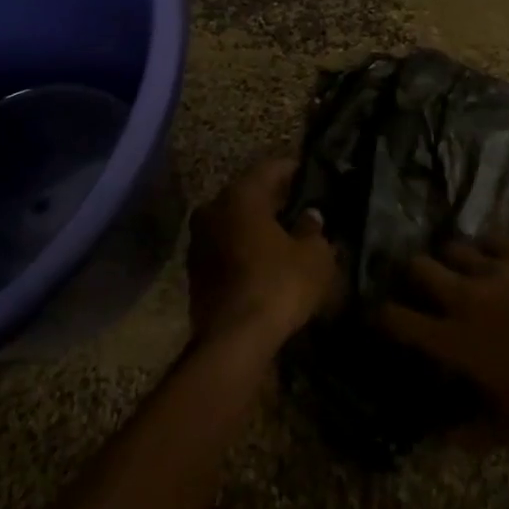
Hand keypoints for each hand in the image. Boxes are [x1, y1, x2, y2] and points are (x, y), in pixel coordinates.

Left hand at [187, 158, 338, 349]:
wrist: (233, 341)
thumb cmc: (278, 285)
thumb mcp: (313, 256)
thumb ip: (313, 229)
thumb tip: (310, 216)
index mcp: (241, 194)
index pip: (271, 168)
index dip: (293, 171)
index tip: (311, 176)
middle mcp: (213, 208)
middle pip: (249, 193)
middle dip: (274, 199)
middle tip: (301, 206)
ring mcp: (199, 240)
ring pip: (234, 221)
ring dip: (256, 225)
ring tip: (285, 235)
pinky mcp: (195, 271)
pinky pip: (226, 247)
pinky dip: (244, 248)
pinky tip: (265, 260)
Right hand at [374, 240, 508, 444]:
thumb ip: (469, 434)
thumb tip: (440, 440)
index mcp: (454, 341)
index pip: (398, 319)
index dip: (381, 316)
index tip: (379, 316)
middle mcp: (464, 297)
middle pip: (418, 267)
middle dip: (412, 275)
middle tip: (421, 286)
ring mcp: (494, 270)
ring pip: (453, 247)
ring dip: (451, 259)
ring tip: (460, 270)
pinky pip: (493, 239)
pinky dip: (489, 249)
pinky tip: (496, 260)